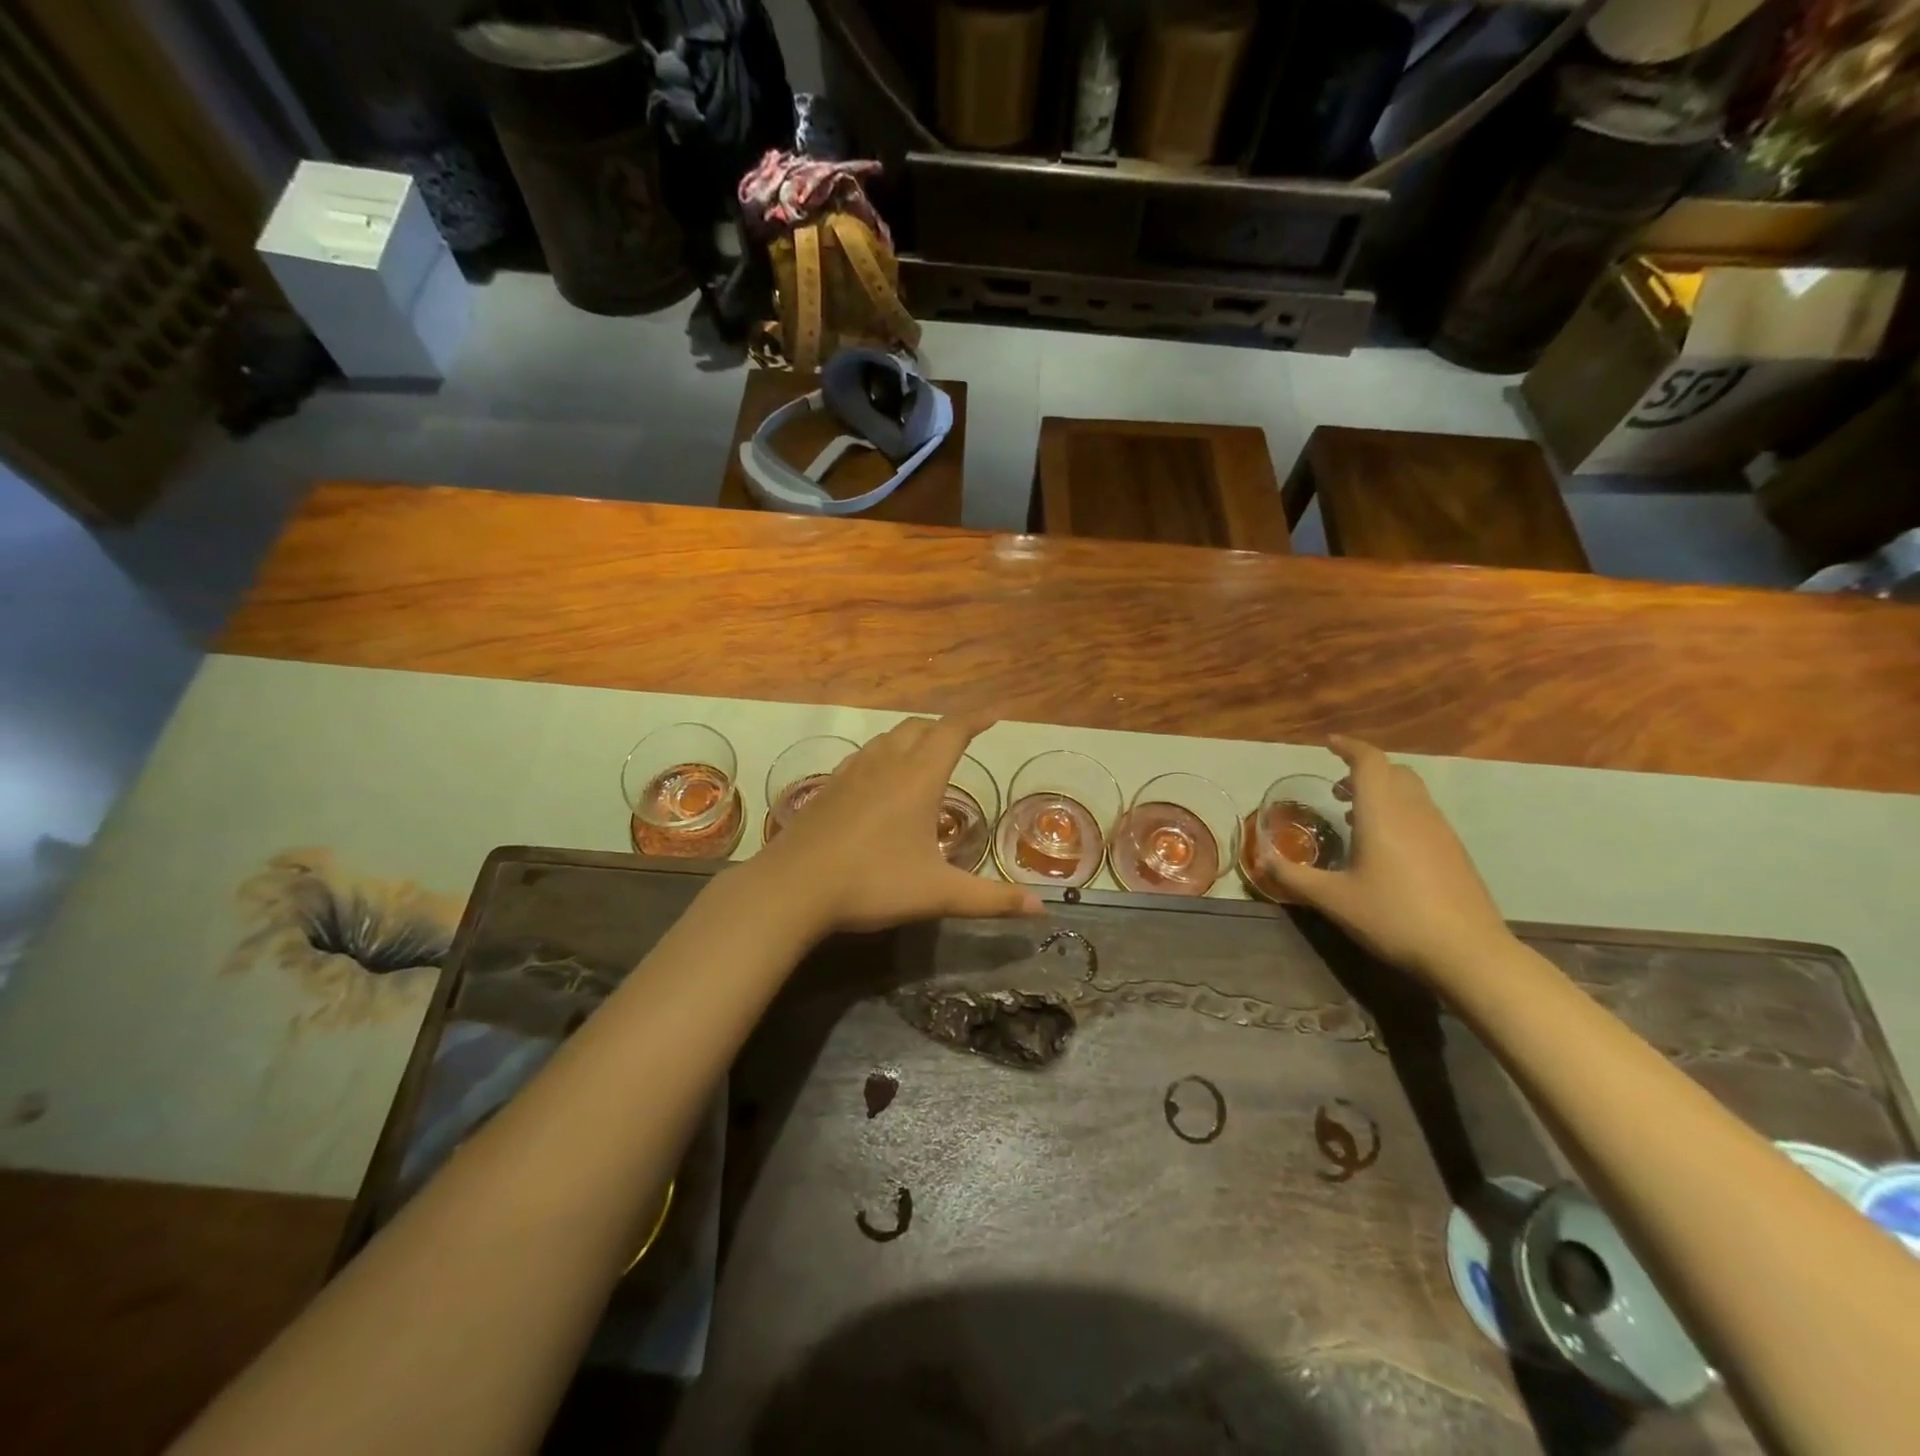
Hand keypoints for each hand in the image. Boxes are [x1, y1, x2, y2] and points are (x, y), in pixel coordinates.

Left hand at [751, 715, 1041, 935]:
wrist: (793, 887)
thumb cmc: (873, 883)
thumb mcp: (938, 894)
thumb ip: (991, 899)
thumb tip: (1042, 909)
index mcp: (919, 778)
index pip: (952, 731)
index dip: (975, 719)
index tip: (994, 714)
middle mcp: (886, 764)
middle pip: (919, 727)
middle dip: (944, 727)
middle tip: (962, 739)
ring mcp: (852, 773)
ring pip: (887, 738)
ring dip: (911, 737)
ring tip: (924, 754)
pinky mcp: (827, 788)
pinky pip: (863, 757)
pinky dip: (882, 755)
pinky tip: (878, 779)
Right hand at [1264, 736, 1511, 982]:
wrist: (1468, 953)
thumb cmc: (1393, 917)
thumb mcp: (1333, 899)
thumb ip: (1293, 876)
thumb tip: (1261, 858)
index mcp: (1383, 812)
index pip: (1368, 761)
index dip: (1348, 747)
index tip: (1328, 743)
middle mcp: (1414, 811)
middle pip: (1393, 772)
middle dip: (1363, 771)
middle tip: (1337, 790)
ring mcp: (1440, 831)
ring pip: (1411, 792)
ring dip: (1382, 792)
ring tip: (1355, 817)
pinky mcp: (1454, 852)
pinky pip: (1422, 814)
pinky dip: (1399, 813)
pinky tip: (1385, 848)